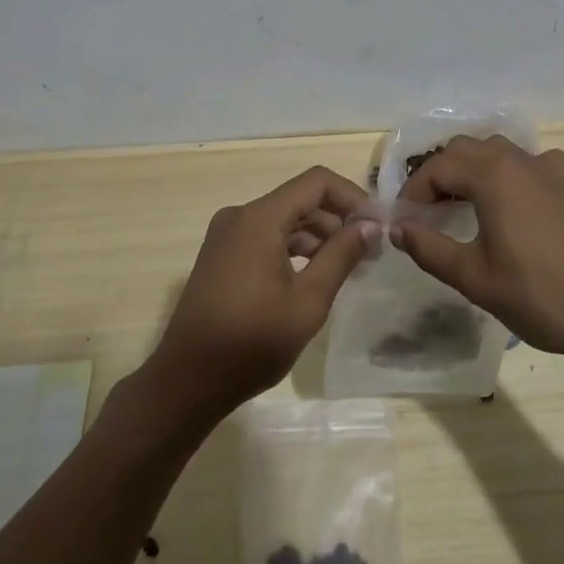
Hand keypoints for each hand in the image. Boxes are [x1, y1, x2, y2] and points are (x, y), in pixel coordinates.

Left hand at [148, 167, 378, 422]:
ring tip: (346, 266)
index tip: (377, 224)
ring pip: (283, 218)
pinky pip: (265, 236)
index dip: (351, 196)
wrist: (187, 381)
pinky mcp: (221, 255)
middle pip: (299, 199)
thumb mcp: (308, 301)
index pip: (316, 182)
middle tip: (369, 251)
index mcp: (259, 218)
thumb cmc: (252, 341)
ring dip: (317, 235)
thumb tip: (370, 225)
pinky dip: (293, 247)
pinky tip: (313, 274)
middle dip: (337, 218)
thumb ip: (341, 256)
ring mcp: (227, 235)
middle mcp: (240, 215)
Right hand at [395, 135, 563, 363]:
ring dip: (471, 170)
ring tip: (460, 204)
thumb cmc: (537, 294)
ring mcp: (548, 167)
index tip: (404, 222)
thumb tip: (397, 229)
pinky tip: (510, 202)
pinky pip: (527, 162)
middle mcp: (518, 158)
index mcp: (492, 174)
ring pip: (496, 150)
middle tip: (427, 212)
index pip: (437, 168)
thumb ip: (429, 248)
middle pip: (464, 149)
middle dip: (439, 175)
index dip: (413, 192)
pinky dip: (506, 173)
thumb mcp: (473, 277)